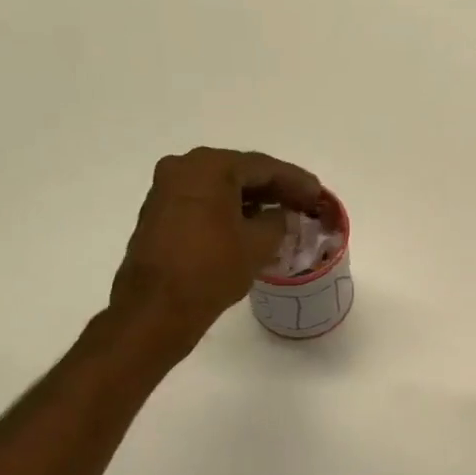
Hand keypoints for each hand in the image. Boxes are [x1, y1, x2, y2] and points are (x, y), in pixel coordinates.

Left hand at [109, 147, 323, 353]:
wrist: (157, 307)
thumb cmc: (211, 269)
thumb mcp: (258, 245)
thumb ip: (278, 221)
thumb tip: (281, 215)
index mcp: (209, 167)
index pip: (263, 167)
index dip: (296, 181)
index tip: (318, 194)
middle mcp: (183, 168)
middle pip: (240, 172)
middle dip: (274, 188)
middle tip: (303, 202)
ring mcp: (166, 190)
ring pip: (220, 187)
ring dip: (252, 200)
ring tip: (282, 214)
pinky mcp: (159, 213)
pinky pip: (204, 202)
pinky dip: (229, 209)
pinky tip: (251, 225)